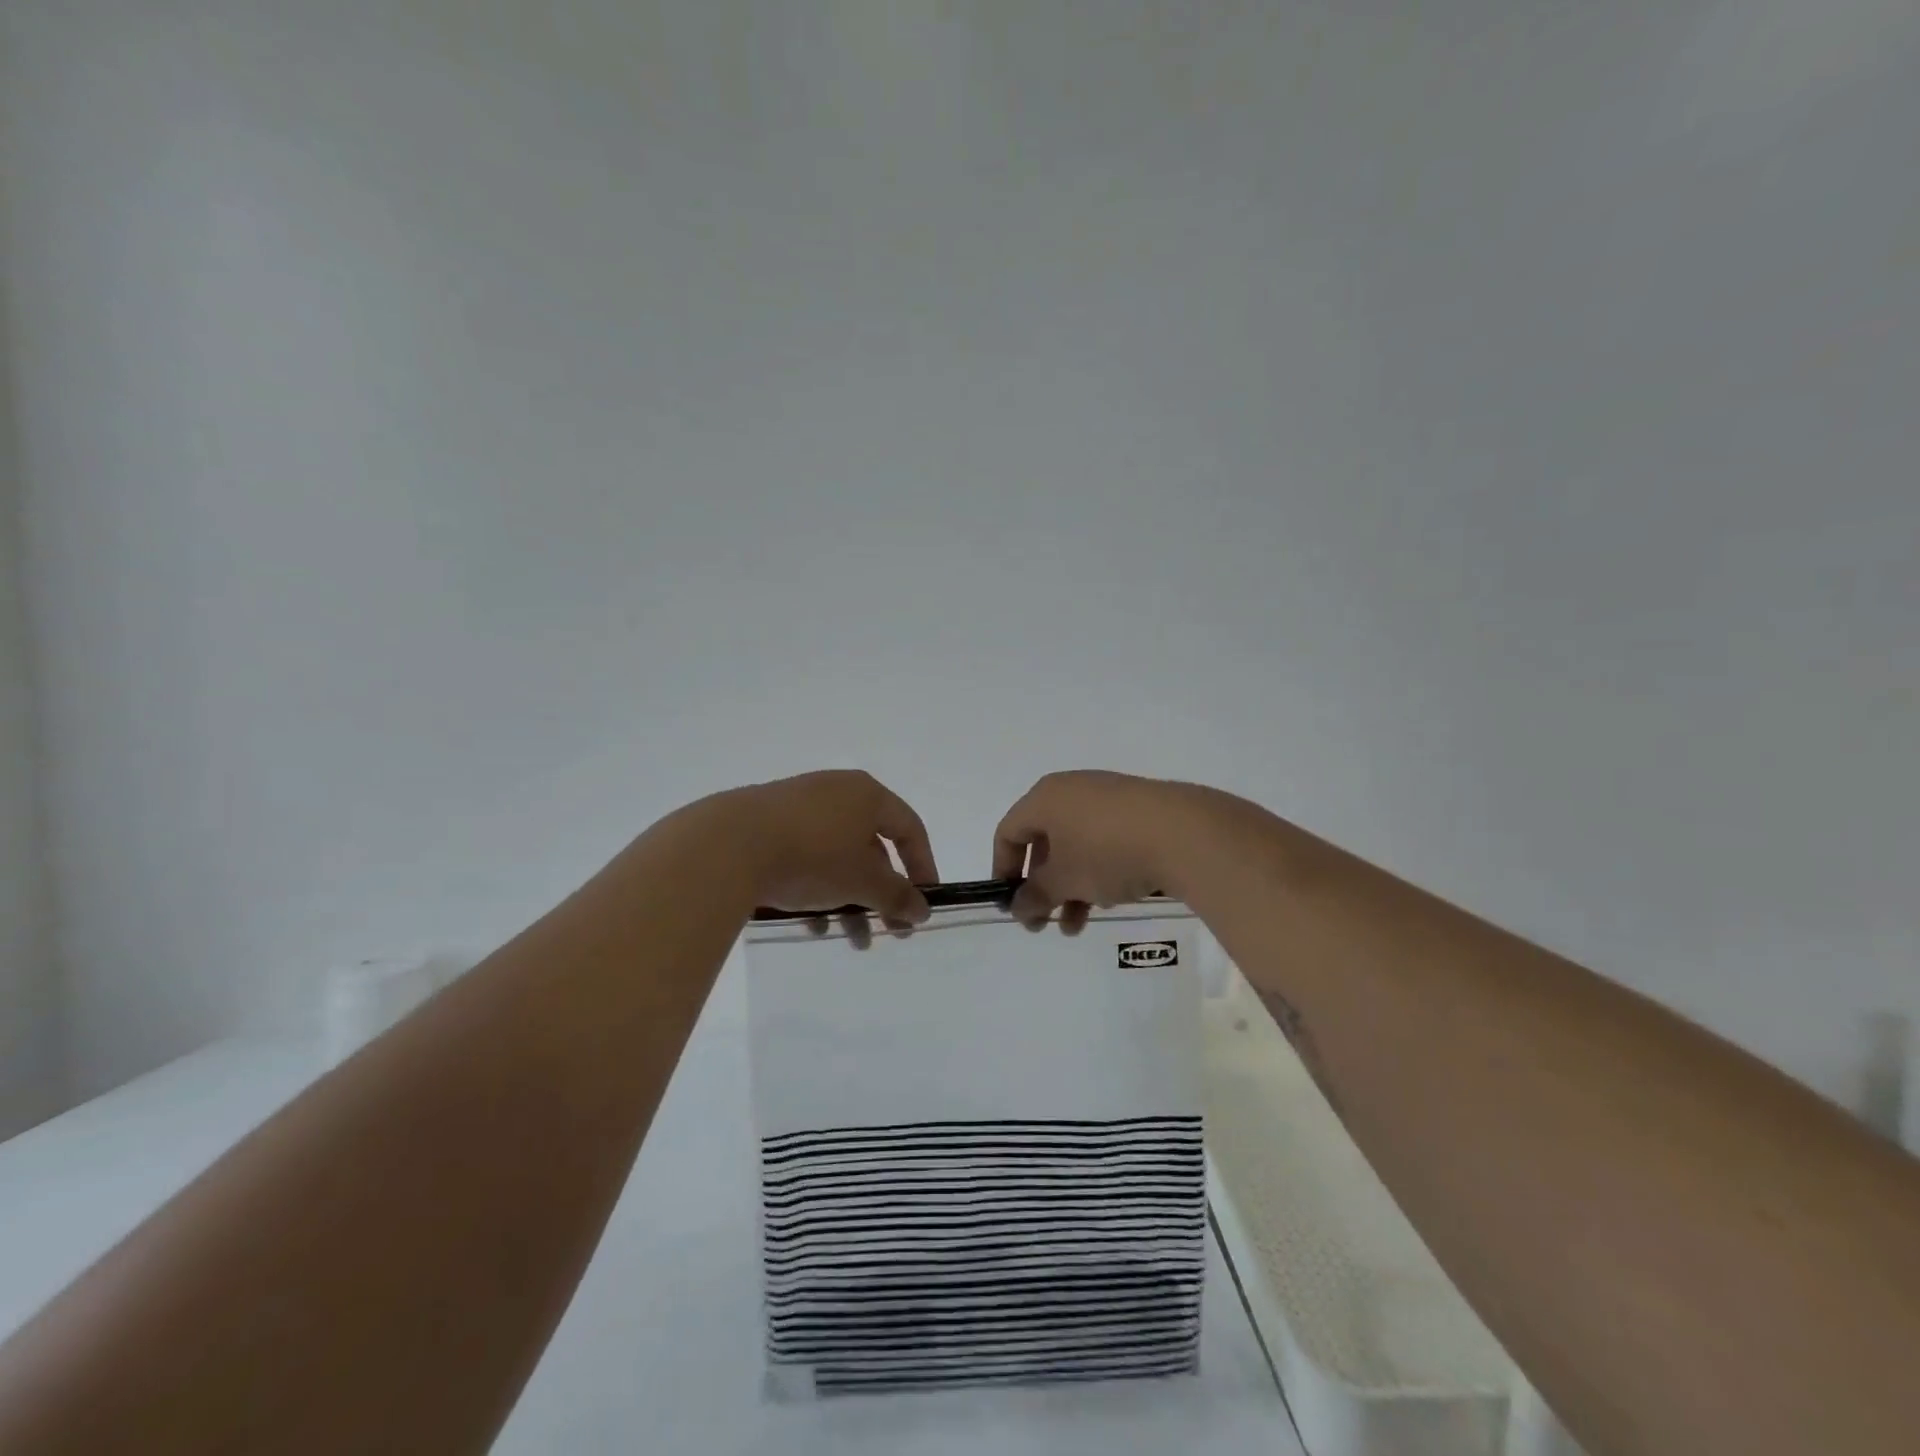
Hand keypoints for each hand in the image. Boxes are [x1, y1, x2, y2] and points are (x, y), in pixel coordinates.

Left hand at [720, 770, 938, 947]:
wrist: (728, 845)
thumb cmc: (813, 856)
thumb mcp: (863, 881)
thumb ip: (897, 896)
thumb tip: (922, 909)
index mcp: (867, 795)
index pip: (909, 828)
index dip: (922, 867)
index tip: (922, 904)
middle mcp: (836, 792)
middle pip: (872, 847)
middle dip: (881, 894)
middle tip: (887, 931)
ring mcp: (799, 805)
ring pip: (837, 856)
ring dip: (849, 899)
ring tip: (848, 938)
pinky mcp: (767, 823)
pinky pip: (805, 856)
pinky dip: (815, 888)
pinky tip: (809, 923)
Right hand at [992, 771, 1223, 933]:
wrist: (1185, 834)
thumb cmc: (1107, 852)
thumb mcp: (1064, 880)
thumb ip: (1035, 895)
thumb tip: (1018, 907)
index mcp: (1045, 798)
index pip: (1008, 832)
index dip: (1003, 869)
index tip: (1011, 905)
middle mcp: (1073, 791)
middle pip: (1043, 841)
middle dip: (1042, 887)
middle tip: (1044, 923)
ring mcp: (1108, 799)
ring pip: (1076, 846)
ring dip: (1070, 888)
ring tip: (1078, 926)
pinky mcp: (1139, 811)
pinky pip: (1104, 842)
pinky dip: (1098, 871)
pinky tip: (1111, 898)